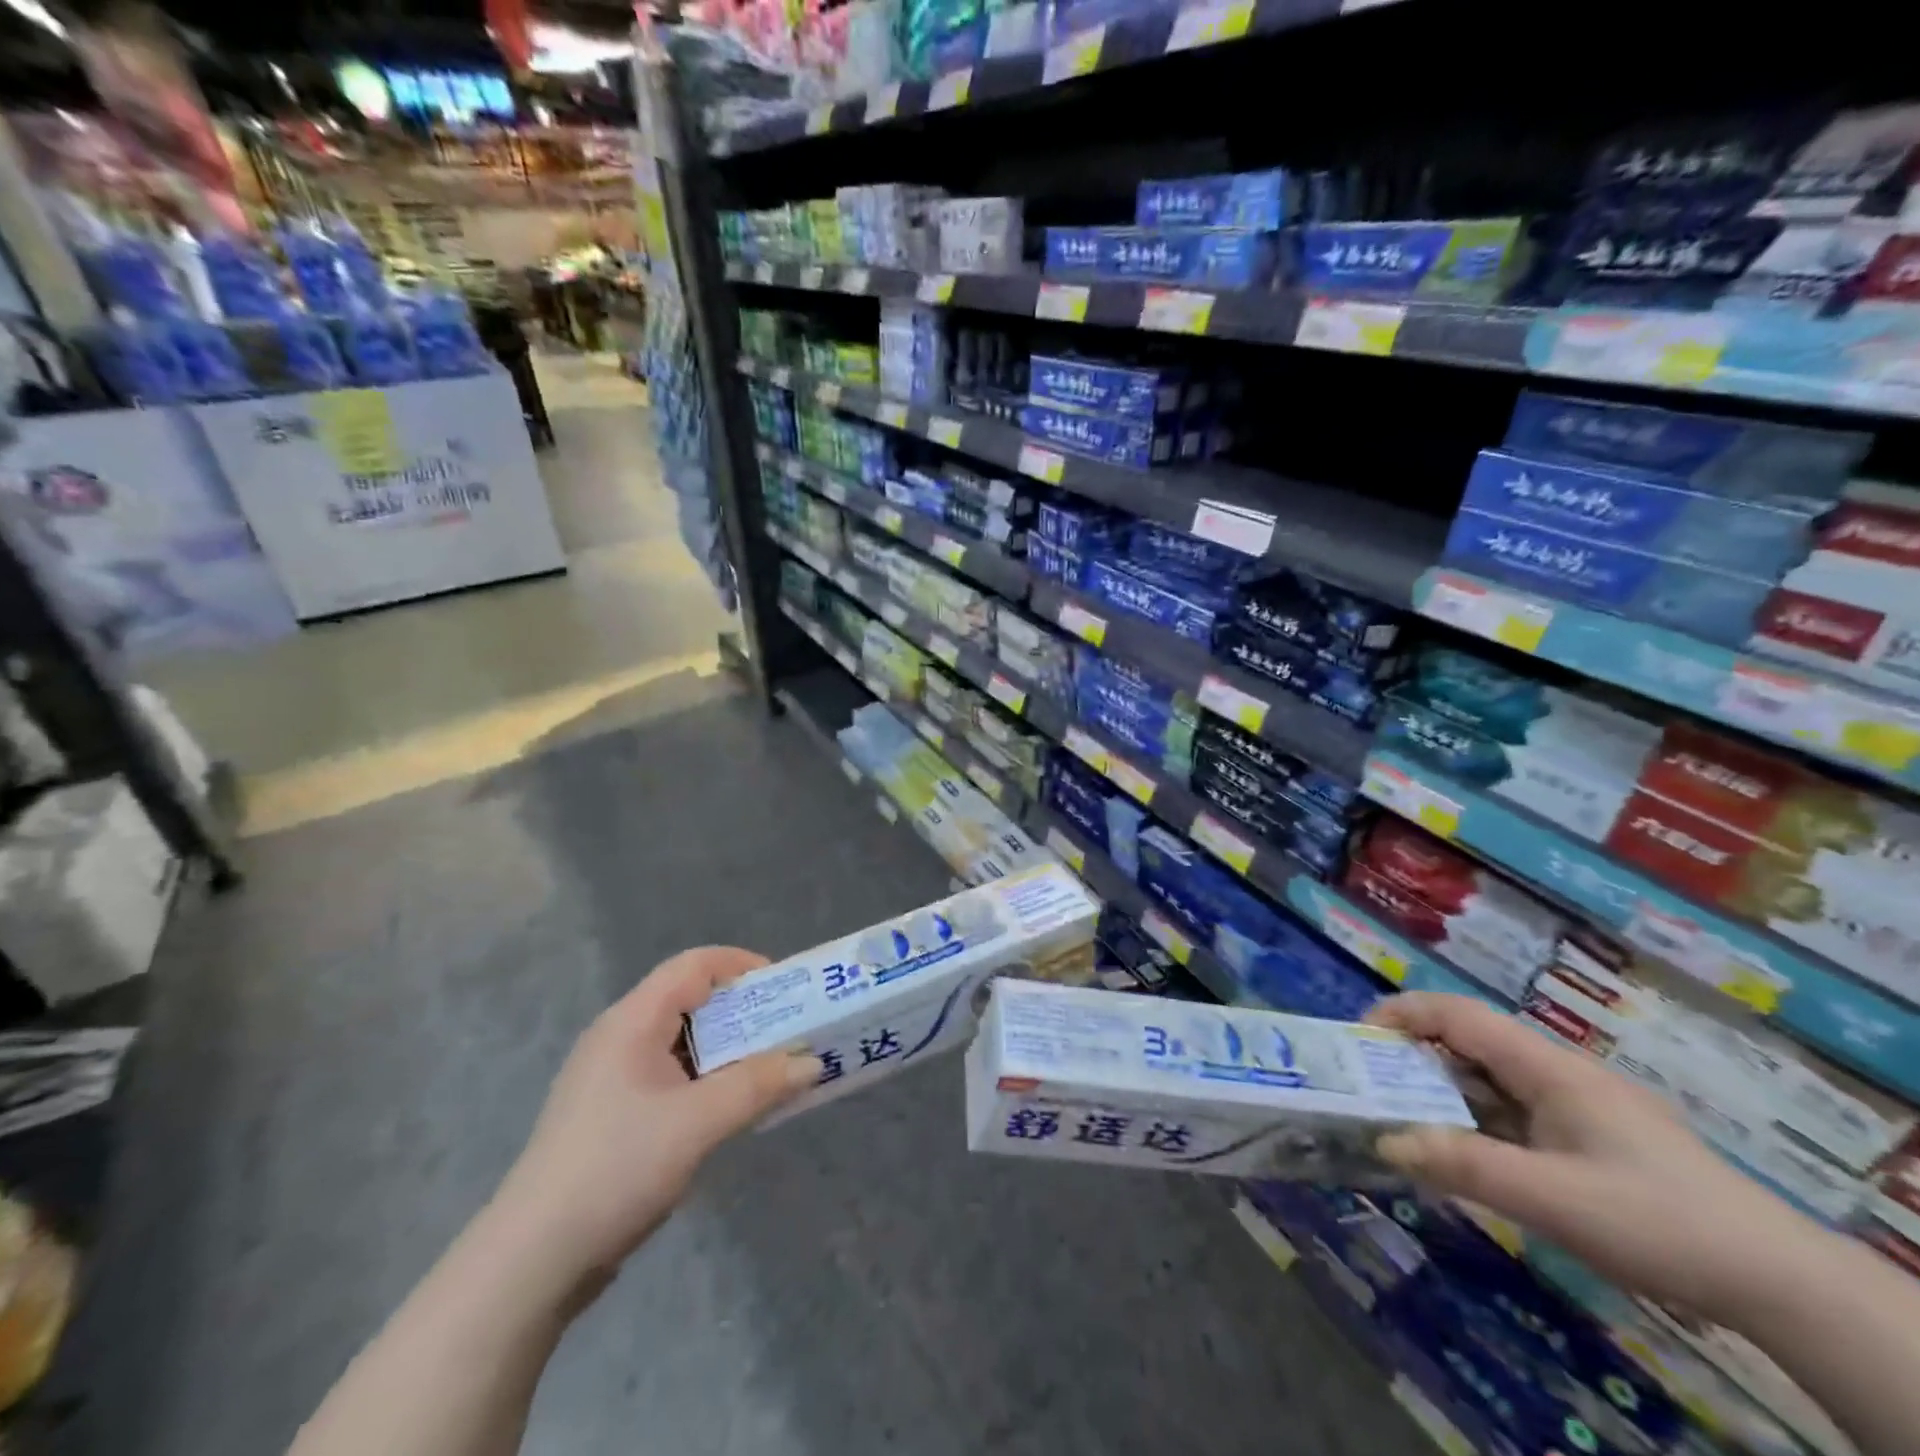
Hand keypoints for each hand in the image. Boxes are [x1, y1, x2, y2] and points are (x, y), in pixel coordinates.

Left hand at [489, 947, 818, 1291]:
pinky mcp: (614, 1114)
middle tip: (789, 1032)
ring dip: (730, 1050)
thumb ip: (758, 1085)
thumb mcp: (697, 1123)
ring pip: (684, 1042)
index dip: (742, 965)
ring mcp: (614, 1078)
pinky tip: (732, 1108)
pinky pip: (673, 1076)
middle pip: (692, 1000)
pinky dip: (709, 1079)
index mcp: (632, 1021)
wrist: (531, 1262)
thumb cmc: (616, 1169)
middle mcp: (620, 1037)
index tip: (786, 990)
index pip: (694, 965)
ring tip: (772, 1070)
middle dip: (745, 1011)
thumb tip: (812, 1062)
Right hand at [1365, 992, 1821, 1324]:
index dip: (1402, 1012)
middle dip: (1414, 1056)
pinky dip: (1477, 1121)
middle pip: (1470, 1042)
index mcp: (1547, 1068)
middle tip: (1371, 1087)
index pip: (1458, 1014)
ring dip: (1444, 1092)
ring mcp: (1578, 1105)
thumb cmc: (1658, 1222)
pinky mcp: (1591, 1137)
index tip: (1358, 1038)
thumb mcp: (1553, 1200)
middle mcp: (1558, 1073)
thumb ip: (1465, 1167)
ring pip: (1492, 1079)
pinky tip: (1466, 1154)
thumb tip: (1384, 1141)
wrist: (1780, 1281)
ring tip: (1404, 1121)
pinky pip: (1515, 1112)